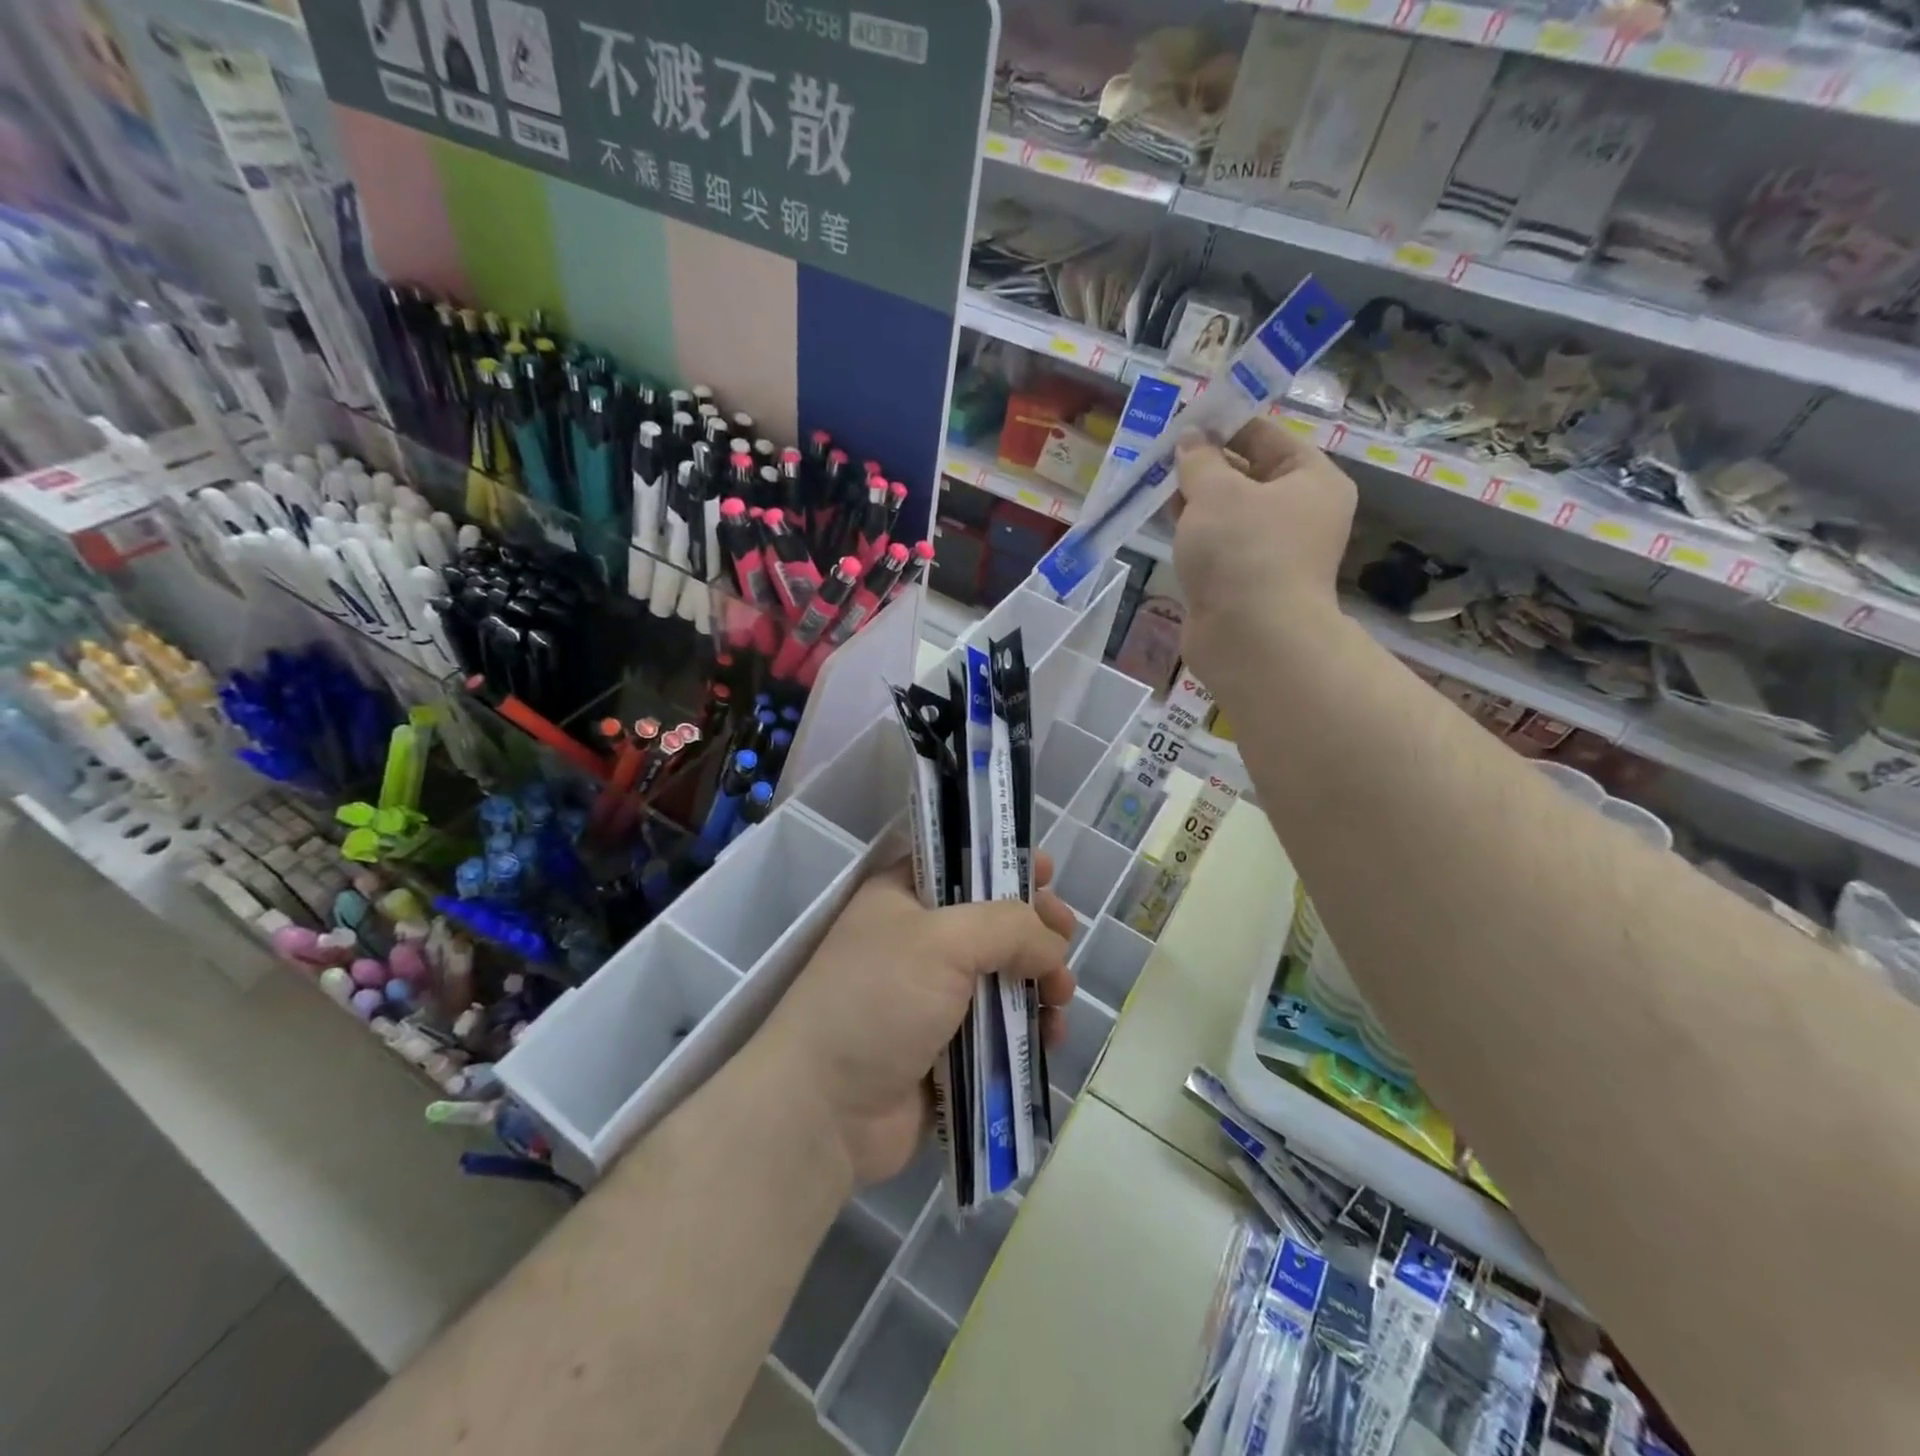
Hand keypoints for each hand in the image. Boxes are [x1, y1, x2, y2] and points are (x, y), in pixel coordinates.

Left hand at [756, 854, 1077, 1186]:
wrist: (825, 1110)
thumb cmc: (878, 1002)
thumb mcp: (942, 941)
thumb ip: (1008, 927)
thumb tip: (1052, 946)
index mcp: (905, 897)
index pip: (962, 863)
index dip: (1004, 864)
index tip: (1046, 874)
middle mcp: (921, 939)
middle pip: (993, 920)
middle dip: (1035, 928)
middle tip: (1065, 937)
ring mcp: (936, 996)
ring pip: (1005, 975)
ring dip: (1041, 981)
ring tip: (1060, 995)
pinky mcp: (950, 1048)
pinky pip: (1003, 1026)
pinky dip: (1030, 1027)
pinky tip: (1050, 1036)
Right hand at [1172, 419, 1356, 686]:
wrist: (1251, 639)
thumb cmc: (1243, 551)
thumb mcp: (1216, 491)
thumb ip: (1198, 459)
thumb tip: (1190, 439)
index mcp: (1312, 480)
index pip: (1266, 436)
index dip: (1224, 425)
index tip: (1183, 422)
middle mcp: (1299, 513)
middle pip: (1247, 474)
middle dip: (1204, 465)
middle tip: (1161, 453)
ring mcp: (1271, 551)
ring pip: (1228, 513)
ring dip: (1194, 500)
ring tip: (1155, 484)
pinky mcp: (1243, 582)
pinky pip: (1217, 546)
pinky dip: (1194, 534)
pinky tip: (1164, 523)